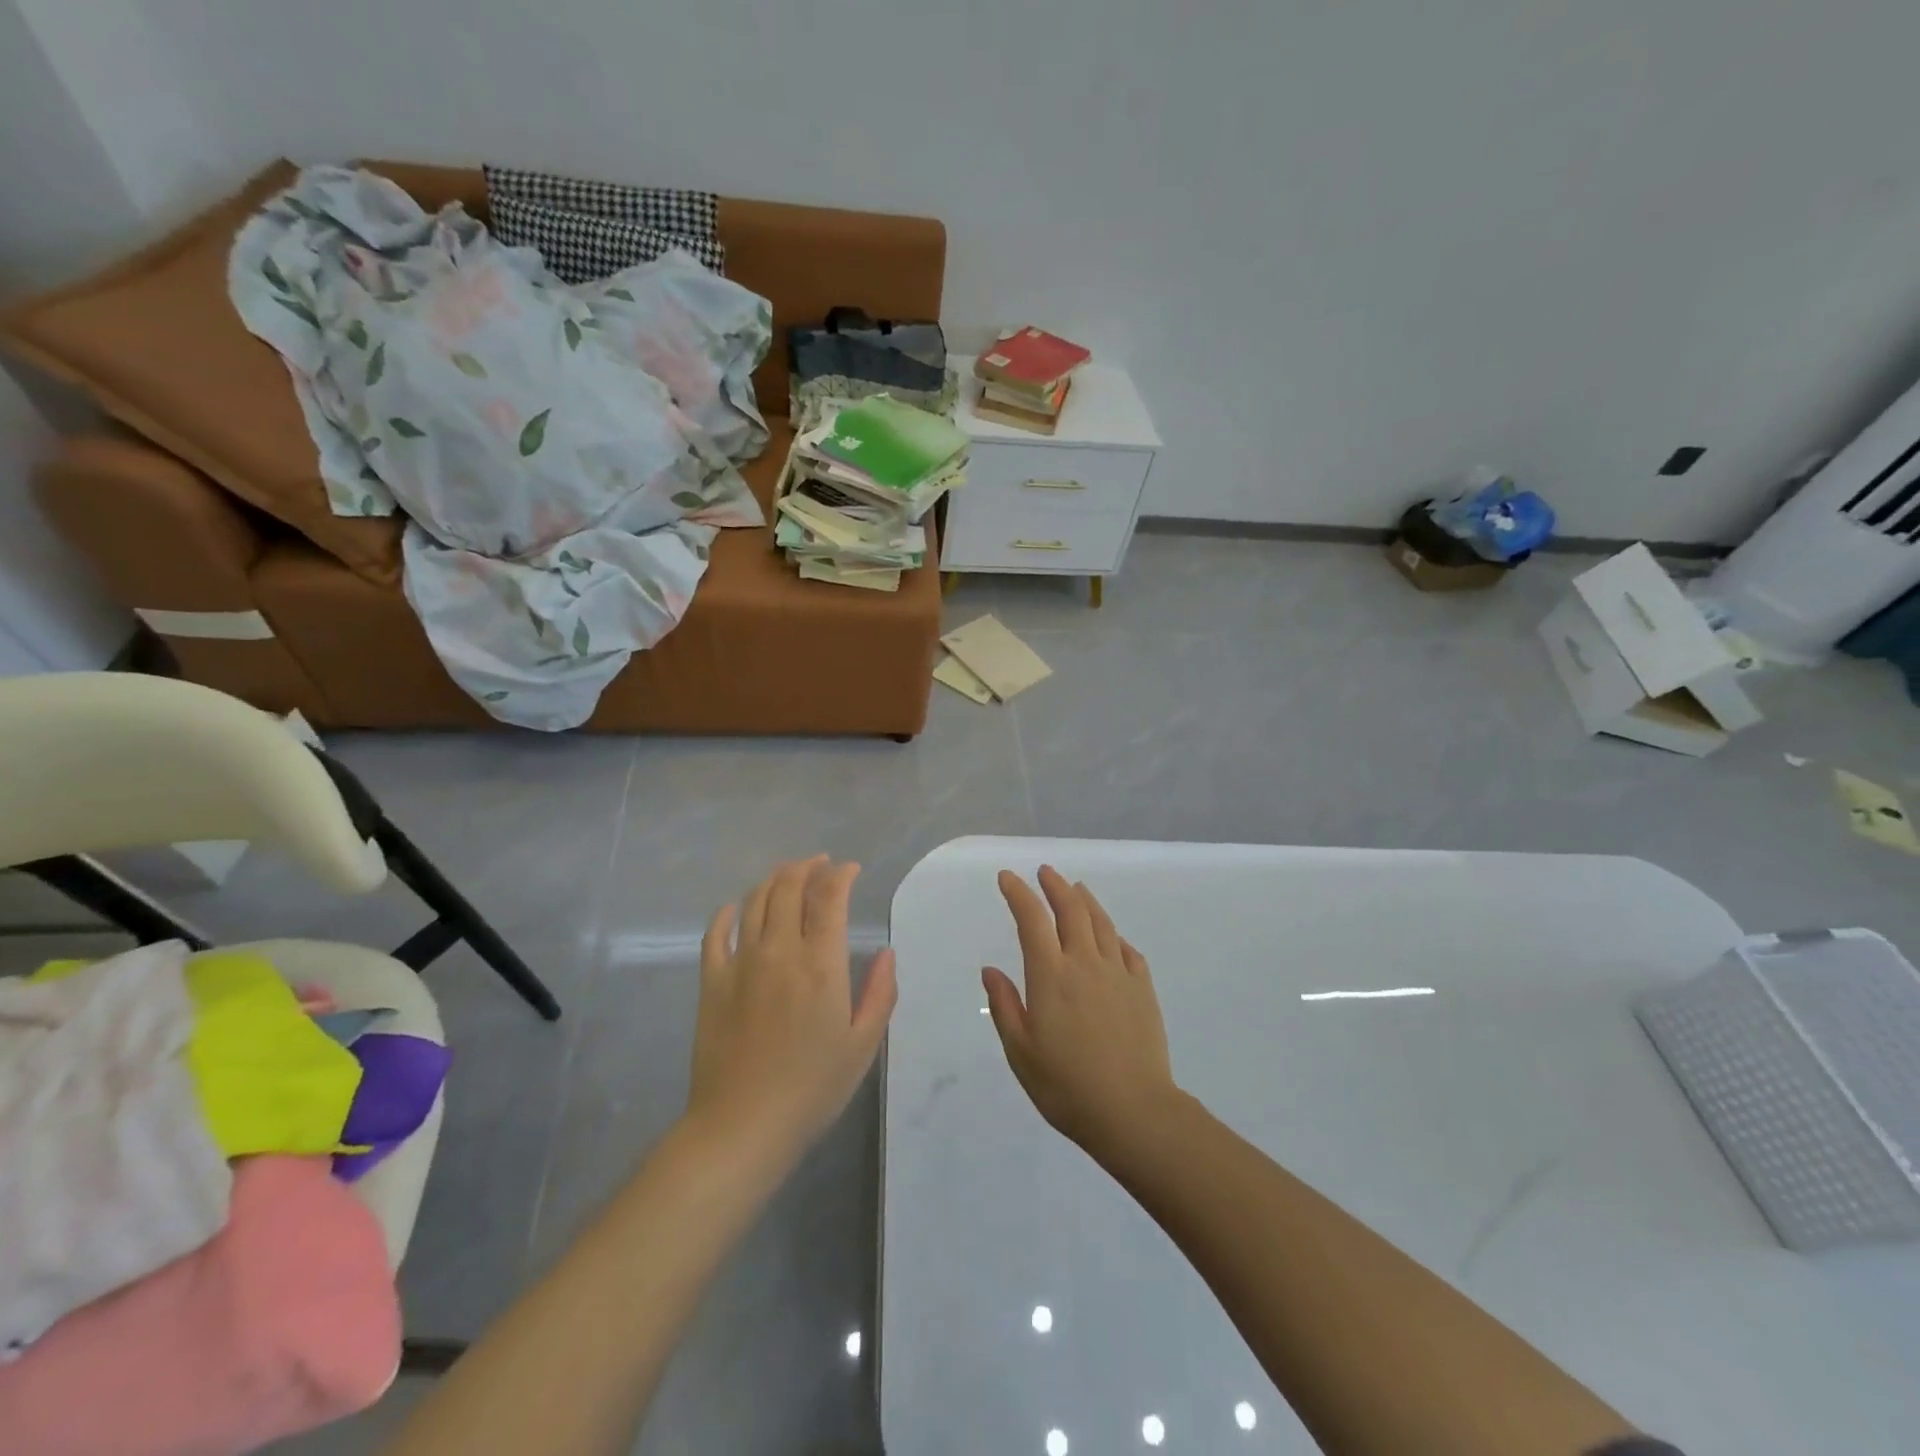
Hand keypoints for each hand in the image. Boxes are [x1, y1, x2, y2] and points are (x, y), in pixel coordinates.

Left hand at [687, 856, 897, 1161]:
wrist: (742, 1126)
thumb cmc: (813, 1089)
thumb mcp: (863, 1045)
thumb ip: (880, 993)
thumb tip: (887, 953)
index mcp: (821, 964)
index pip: (829, 897)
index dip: (841, 874)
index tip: (851, 869)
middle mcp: (780, 951)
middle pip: (788, 887)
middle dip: (807, 867)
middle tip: (820, 865)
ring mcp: (741, 963)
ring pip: (754, 901)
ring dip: (773, 879)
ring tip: (787, 876)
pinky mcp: (712, 982)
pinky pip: (715, 933)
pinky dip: (728, 912)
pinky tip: (736, 909)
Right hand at [983, 866, 1179, 1156]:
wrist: (1134, 1112)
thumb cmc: (1066, 1086)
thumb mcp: (1021, 1052)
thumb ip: (1005, 1006)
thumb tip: (990, 969)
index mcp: (1051, 976)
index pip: (1032, 920)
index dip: (1018, 893)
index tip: (1007, 877)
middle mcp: (1085, 963)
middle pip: (1071, 910)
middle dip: (1055, 886)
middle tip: (1044, 872)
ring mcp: (1118, 973)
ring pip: (1101, 923)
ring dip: (1086, 900)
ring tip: (1076, 888)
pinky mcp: (1143, 989)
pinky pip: (1127, 949)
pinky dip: (1113, 934)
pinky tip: (1110, 936)